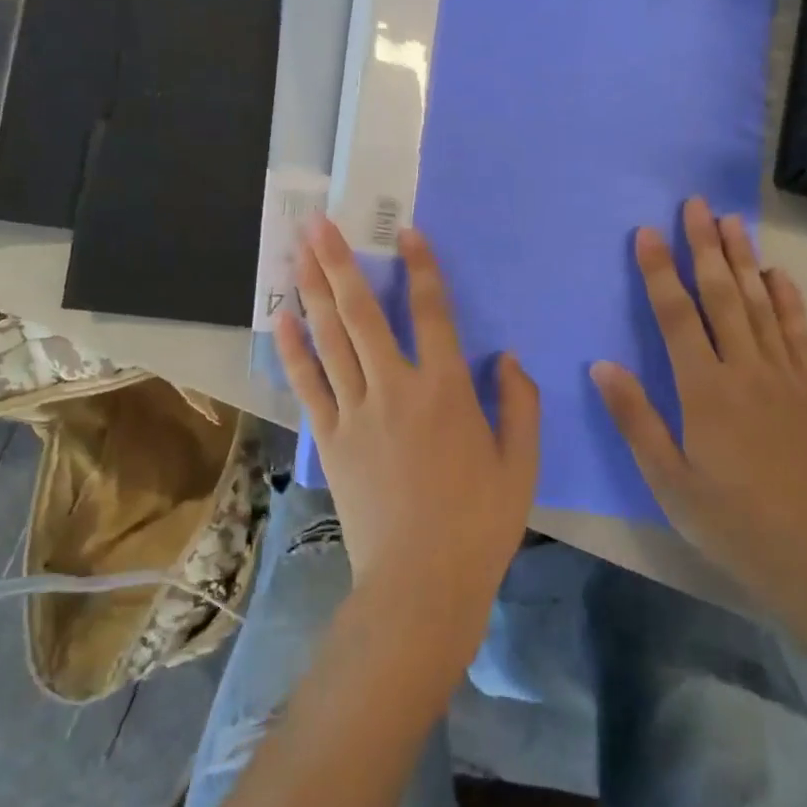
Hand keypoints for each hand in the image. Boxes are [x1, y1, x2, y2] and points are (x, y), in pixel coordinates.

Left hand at [276, 219, 539, 672]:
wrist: (421, 584)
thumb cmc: (479, 523)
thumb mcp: (522, 464)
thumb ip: (521, 404)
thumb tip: (508, 357)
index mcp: (448, 391)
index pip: (433, 313)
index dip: (421, 268)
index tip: (405, 231)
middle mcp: (397, 388)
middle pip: (363, 313)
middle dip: (340, 262)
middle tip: (318, 222)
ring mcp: (357, 412)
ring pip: (330, 339)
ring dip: (313, 291)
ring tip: (298, 251)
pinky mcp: (332, 438)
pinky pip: (309, 383)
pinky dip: (295, 349)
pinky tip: (284, 317)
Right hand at [590, 197, 806, 626]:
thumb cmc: (728, 520)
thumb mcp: (667, 479)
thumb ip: (635, 418)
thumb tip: (602, 365)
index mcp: (704, 391)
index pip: (677, 316)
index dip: (661, 272)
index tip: (649, 233)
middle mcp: (746, 370)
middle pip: (722, 296)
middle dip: (705, 247)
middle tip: (697, 204)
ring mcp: (786, 376)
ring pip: (761, 304)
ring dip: (744, 260)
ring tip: (732, 221)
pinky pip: (800, 333)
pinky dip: (789, 299)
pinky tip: (779, 274)